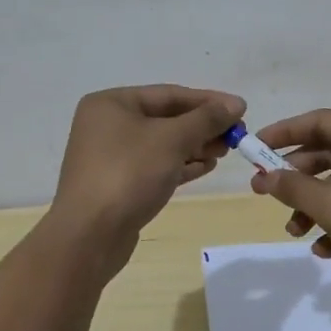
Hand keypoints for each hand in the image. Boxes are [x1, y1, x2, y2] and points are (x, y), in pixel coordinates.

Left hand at [51, 85, 245, 266]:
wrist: (89, 236)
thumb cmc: (129, 174)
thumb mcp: (172, 139)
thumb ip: (206, 119)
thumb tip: (235, 104)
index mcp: (111, 104)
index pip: (169, 94)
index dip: (208, 101)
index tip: (241, 109)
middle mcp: (107, 125)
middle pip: (166, 118)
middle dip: (203, 125)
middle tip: (236, 135)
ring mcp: (111, 156)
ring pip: (162, 144)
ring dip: (195, 145)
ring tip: (225, 151)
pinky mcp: (119, 184)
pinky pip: (156, 166)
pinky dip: (181, 164)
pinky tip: (206, 166)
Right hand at [249, 109, 330, 295]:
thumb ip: (295, 187)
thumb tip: (264, 177)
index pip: (321, 121)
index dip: (284, 132)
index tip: (253, 148)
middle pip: (328, 153)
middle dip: (295, 176)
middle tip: (262, 193)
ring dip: (313, 206)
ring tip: (295, 232)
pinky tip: (323, 249)